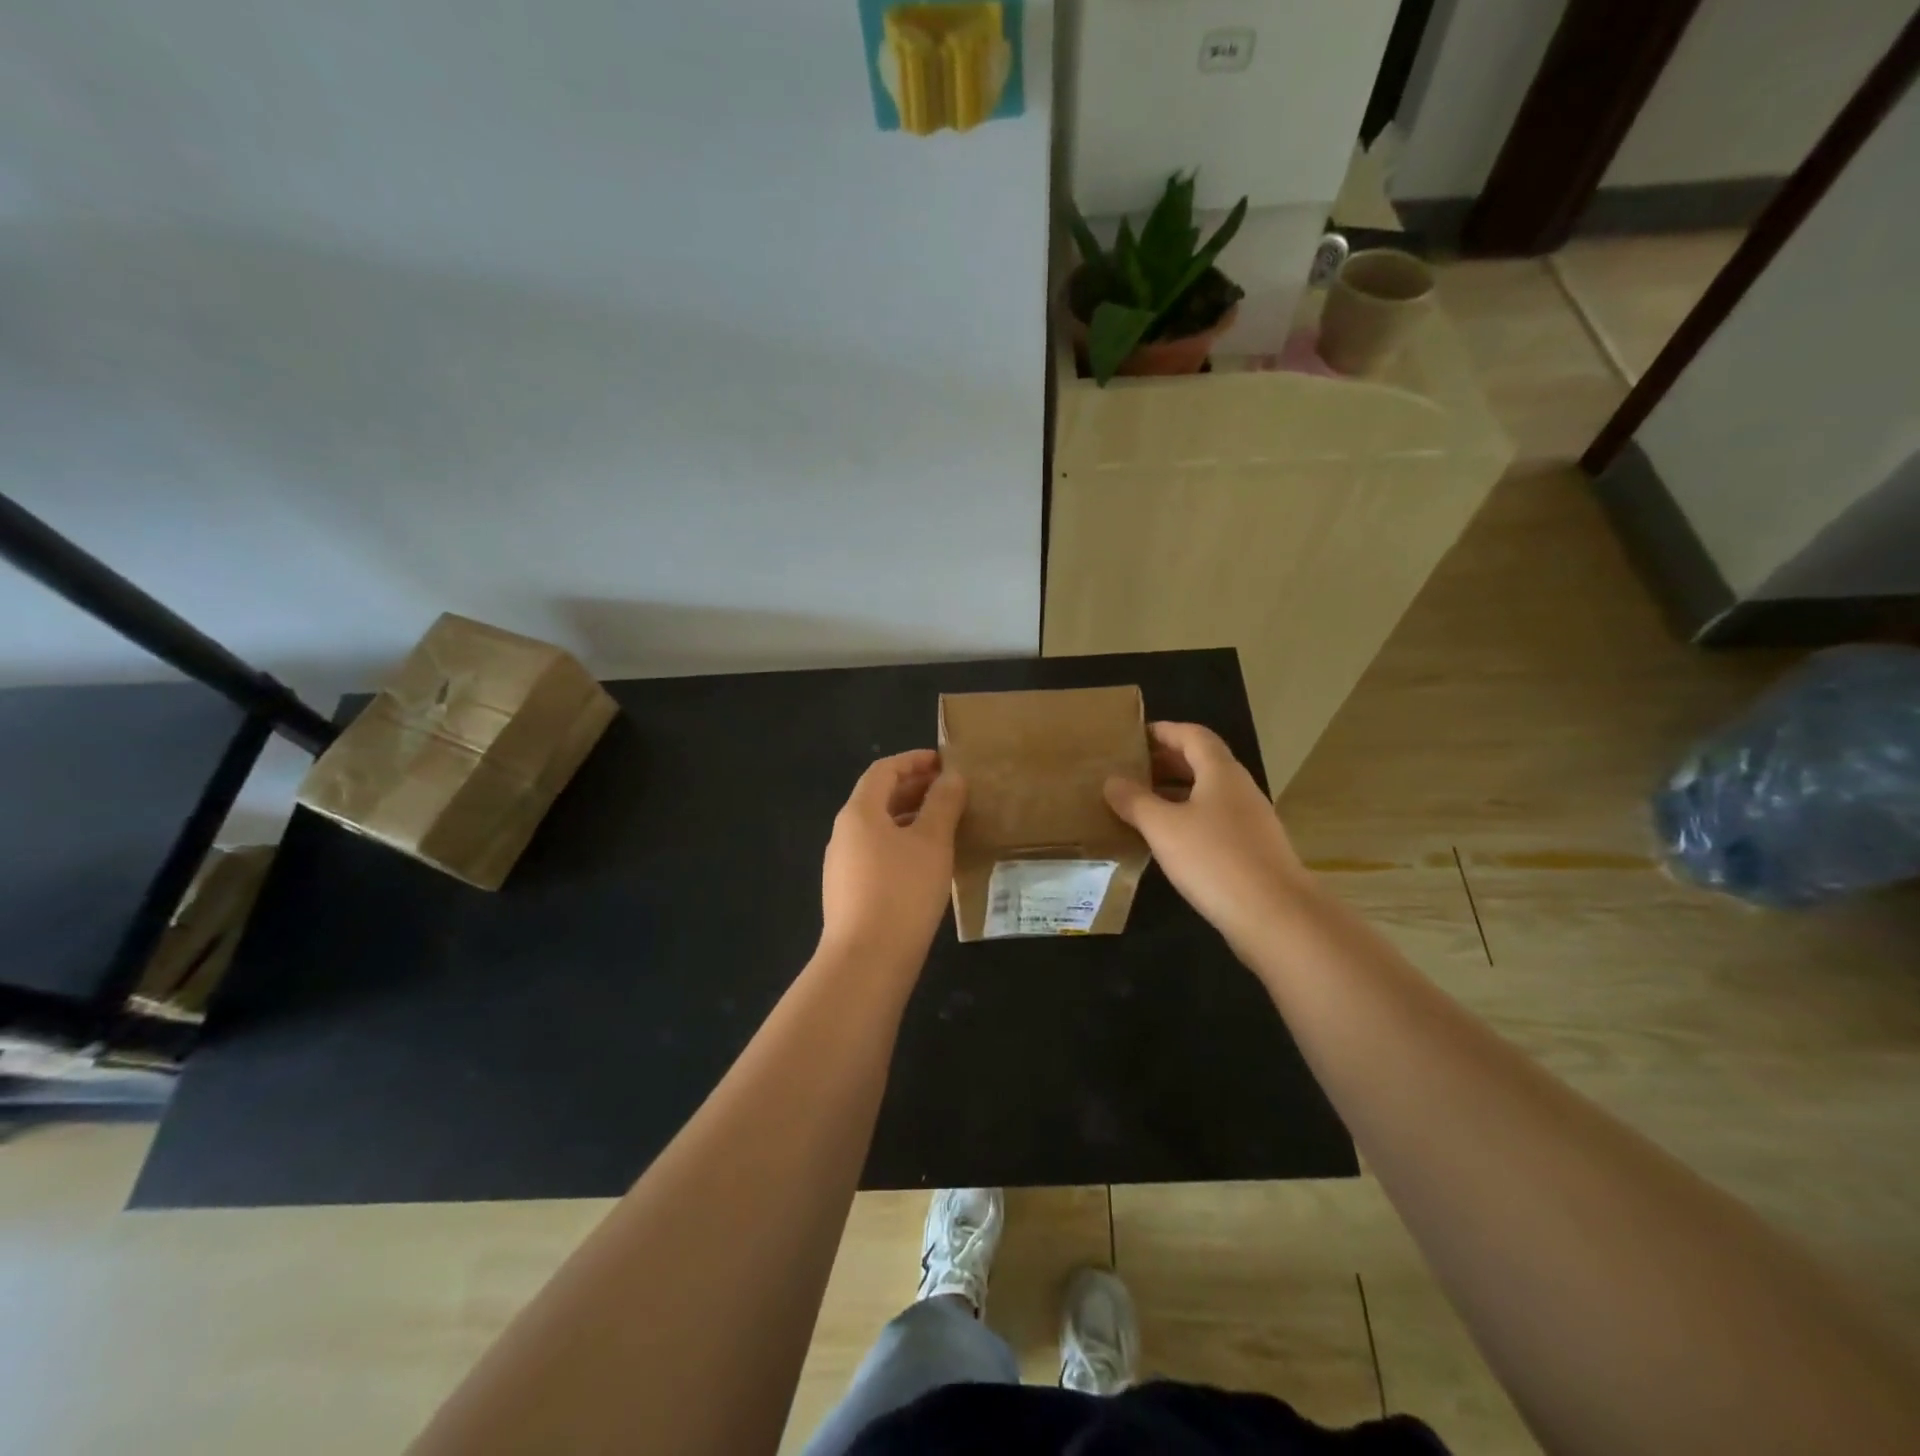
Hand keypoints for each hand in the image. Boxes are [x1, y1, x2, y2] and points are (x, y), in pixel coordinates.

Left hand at [820, 749, 965, 970]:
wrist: (866, 961)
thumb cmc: (902, 891)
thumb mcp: (932, 843)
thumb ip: (943, 804)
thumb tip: (952, 777)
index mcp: (859, 812)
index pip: (884, 770)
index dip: (914, 761)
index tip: (945, 762)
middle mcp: (843, 833)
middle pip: (878, 797)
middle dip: (914, 789)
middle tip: (951, 792)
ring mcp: (842, 865)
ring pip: (879, 828)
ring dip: (910, 818)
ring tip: (945, 824)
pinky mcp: (848, 892)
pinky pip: (877, 853)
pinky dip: (902, 844)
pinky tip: (926, 862)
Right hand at [1103, 722, 1315, 958]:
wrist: (1275, 916)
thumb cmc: (1215, 859)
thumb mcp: (1163, 827)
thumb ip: (1135, 801)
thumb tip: (1111, 780)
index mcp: (1221, 772)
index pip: (1193, 735)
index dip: (1164, 731)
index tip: (1134, 735)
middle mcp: (1239, 789)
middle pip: (1202, 762)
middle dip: (1166, 761)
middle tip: (1130, 768)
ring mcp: (1250, 821)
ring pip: (1207, 793)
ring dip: (1175, 791)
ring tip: (1140, 802)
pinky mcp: (1251, 850)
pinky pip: (1213, 820)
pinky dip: (1187, 818)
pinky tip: (1167, 839)